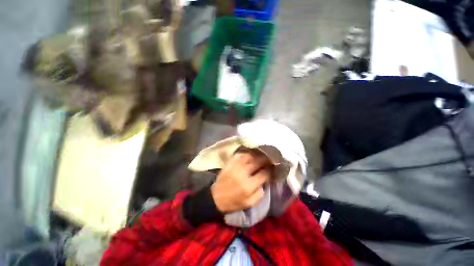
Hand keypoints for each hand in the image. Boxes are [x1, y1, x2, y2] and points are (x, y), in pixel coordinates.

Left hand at [211, 151, 271, 212]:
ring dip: (257, 154)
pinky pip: (240, 155)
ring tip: (261, 154)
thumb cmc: (233, 202)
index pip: (264, 174)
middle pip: (258, 162)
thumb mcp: (249, 204)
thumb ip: (259, 194)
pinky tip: (250, 153)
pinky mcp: (229, 163)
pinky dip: (246, 153)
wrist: (215, 197)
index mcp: (249, 186)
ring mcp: (235, 167)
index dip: (271, 170)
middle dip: (266, 159)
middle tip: (270, 158)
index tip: (274, 168)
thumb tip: (265, 182)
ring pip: (249, 156)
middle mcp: (243, 174)